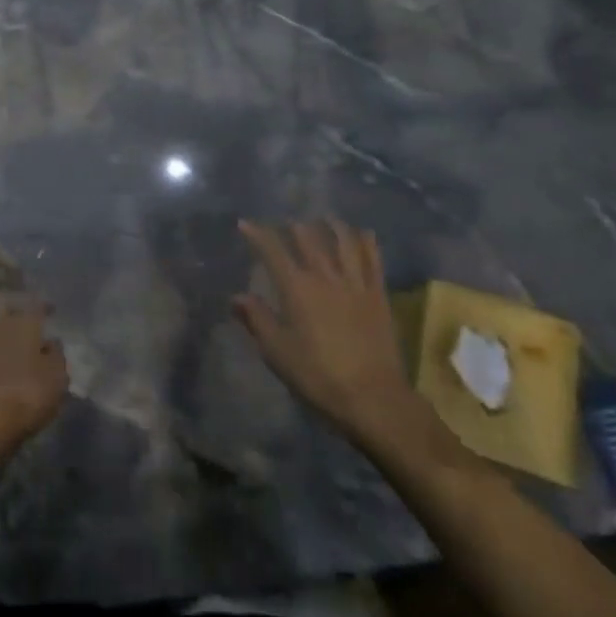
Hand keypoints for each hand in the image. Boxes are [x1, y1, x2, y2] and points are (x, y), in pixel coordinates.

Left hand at [0, 302, 67, 460]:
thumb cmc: (29, 395)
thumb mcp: (58, 378)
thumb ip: (57, 356)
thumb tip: (51, 342)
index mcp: (25, 324)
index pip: (36, 306)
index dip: (44, 307)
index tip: (51, 310)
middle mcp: (1, 327)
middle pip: (8, 312)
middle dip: (17, 315)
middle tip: (28, 325)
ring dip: (3, 336)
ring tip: (14, 348)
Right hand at [236, 220, 457, 467]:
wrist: (373, 398)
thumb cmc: (318, 376)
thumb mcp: (277, 352)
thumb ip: (257, 319)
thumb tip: (237, 296)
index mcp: (297, 289)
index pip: (273, 250)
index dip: (257, 234)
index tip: (245, 224)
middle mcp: (325, 276)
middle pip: (309, 238)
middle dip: (293, 226)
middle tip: (285, 222)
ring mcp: (356, 283)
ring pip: (343, 241)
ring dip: (331, 225)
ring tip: (323, 219)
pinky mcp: (378, 295)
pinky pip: (373, 259)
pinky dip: (366, 241)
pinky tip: (362, 233)